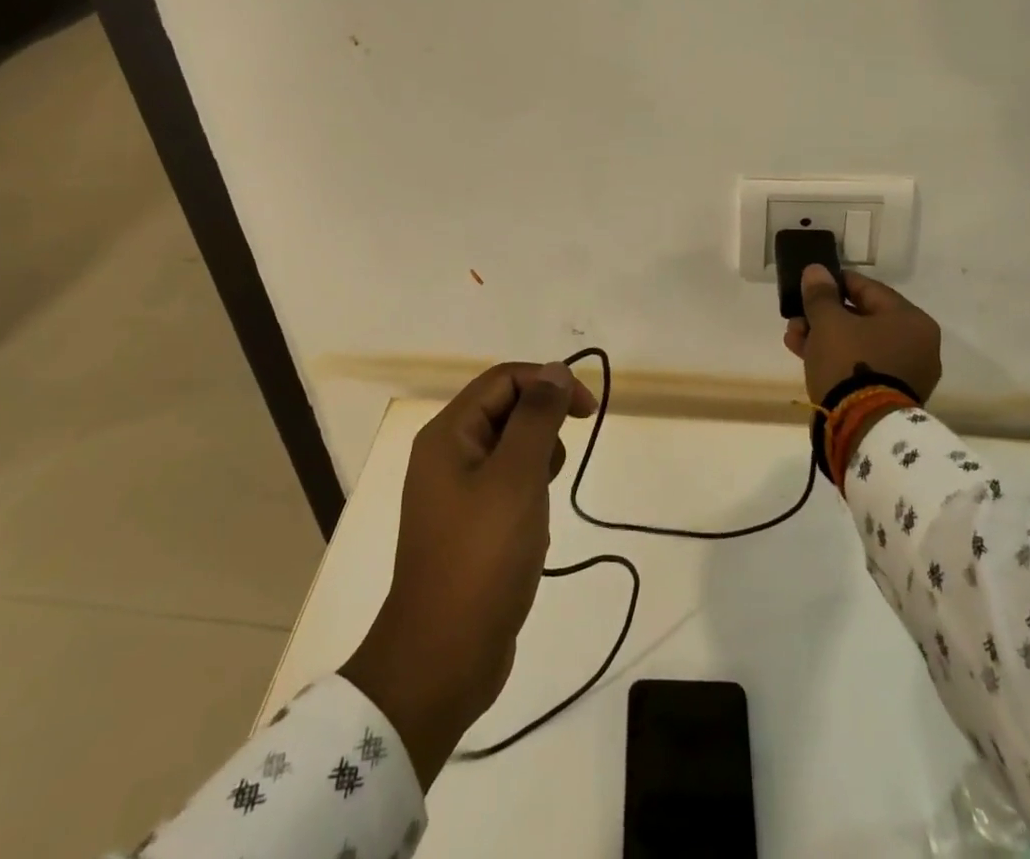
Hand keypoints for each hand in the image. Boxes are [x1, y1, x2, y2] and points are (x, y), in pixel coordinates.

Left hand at [341, 361, 595, 787]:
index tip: (588, 411)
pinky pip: (506, 487)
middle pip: (505, 411)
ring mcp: (454, 493)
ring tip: (540, 505)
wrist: (442, 660)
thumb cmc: (481, 558)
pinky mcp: (467, 526)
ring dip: (537, 465)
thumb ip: (537, 417)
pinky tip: (533, 532)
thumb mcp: (517, 478)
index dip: (548, 383)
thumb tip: (555, 370)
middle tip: (556, 468)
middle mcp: (446, 455)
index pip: (504, 380)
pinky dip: (528, 496)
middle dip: (542, 428)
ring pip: (510, 450)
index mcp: (448, 435)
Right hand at [783, 265, 942, 405]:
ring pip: (859, 344)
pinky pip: (862, 366)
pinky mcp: (892, 396)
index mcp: (912, 320)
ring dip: (825, 338)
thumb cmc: (850, 362)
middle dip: (824, 316)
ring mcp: (908, 373)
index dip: (834, 283)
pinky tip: (806, 356)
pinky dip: (837, 359)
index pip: (868, 288)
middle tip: (796, 317)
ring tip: (793, 339)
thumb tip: (816, 271)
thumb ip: (821, 294)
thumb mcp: (828, 322)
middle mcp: (918, 345)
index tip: (809, 285)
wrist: (862, 428)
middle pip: (862, 318)